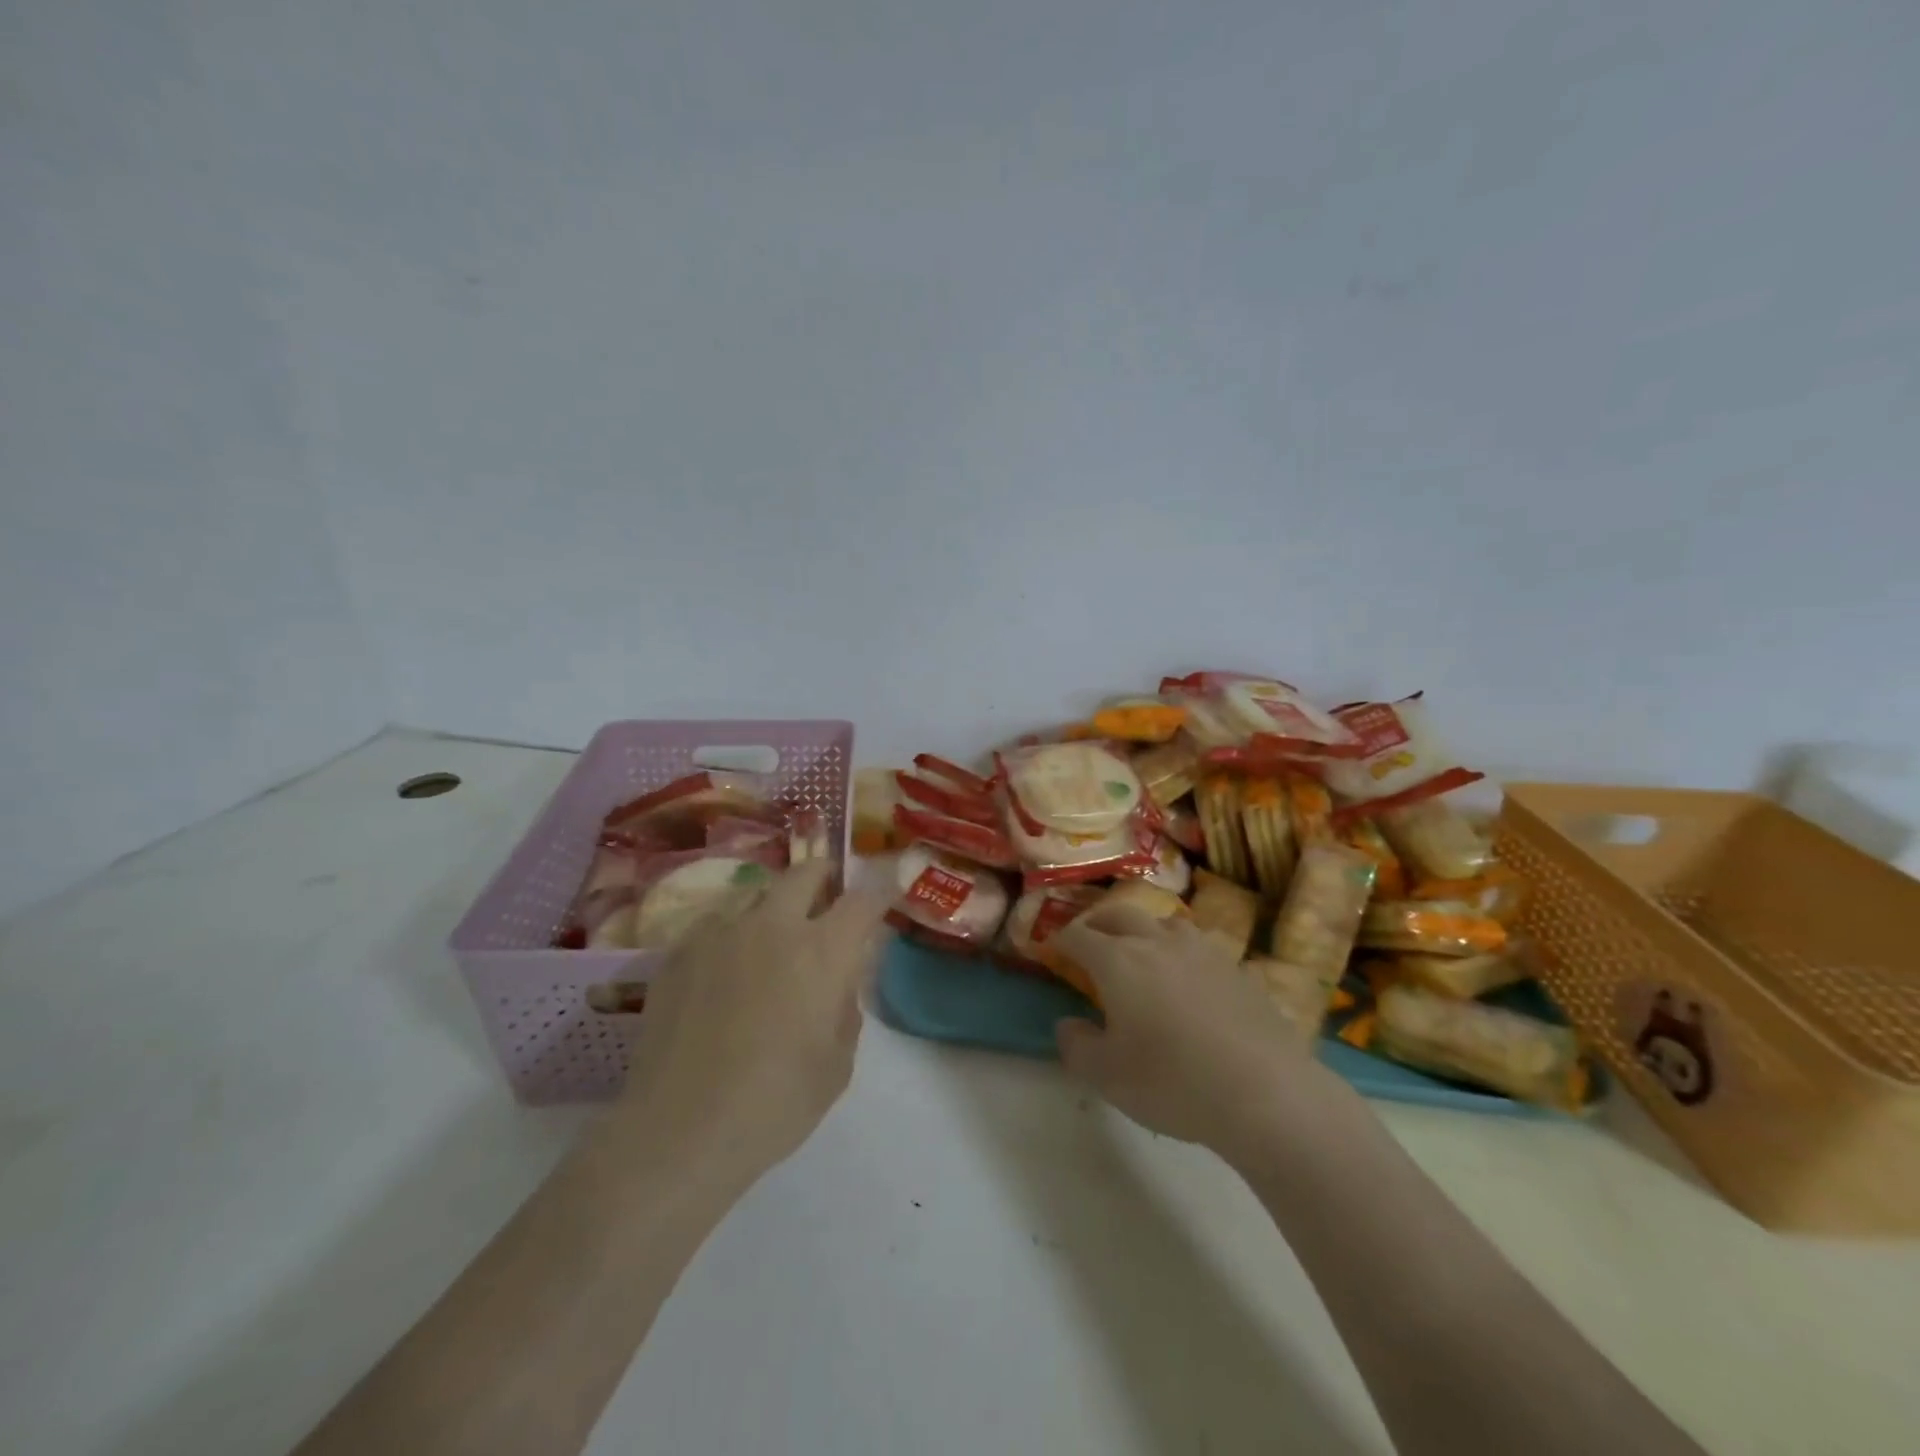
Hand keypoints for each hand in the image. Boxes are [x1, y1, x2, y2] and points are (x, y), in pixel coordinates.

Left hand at [617, 860, 889, 1187]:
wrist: (678, 1131)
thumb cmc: (774, 1104)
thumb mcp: (837, 1065)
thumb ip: (846, 1008)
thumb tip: (839, 980)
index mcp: (821, 951)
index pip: (862, 900)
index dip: (879, 893)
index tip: (884, 896)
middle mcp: (772, 926)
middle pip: (805, 872)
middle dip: (824, 877)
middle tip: (827, 898)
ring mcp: (720, 933)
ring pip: (756, 894)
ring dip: (774, 908)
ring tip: (770, 942)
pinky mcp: (679, 952)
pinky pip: (715, 925)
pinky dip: (731, 936)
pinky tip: (723, 973)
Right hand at [1050, 903, 1354, 1159]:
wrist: (1265, 1091)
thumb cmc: (1173, 1082)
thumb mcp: (1107, 1076)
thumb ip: (1076, 1045)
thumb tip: (1068, 1023)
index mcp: (1118, 961)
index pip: (1078, 936)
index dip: (1060, 940)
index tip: (1051, 948)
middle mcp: (1156, 942)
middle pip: (1119, 914)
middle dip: (1097, 922)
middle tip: (1089, 938)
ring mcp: (1202, 951)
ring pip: (1164, 922)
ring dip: (1144, 928)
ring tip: (1141, 948)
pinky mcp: (1237, 968)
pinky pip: (1199, 946)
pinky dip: (1182, 952)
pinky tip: (1189, 976)